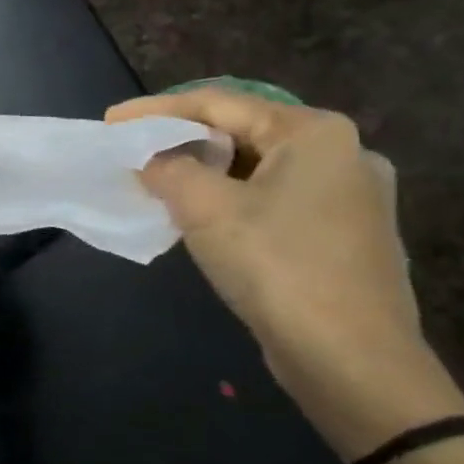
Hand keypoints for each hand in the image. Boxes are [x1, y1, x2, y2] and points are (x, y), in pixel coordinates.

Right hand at [106, 88, 463, 460]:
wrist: (352, 360)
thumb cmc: (277, 267)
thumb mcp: (204, 208)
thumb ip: (167, 169)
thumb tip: (150, 160)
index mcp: (315, 133)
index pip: (218, 104)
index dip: (156, 110)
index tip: (111, 121)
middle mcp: (344, 153)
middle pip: (242, 131)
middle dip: (182, 141)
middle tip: (134, 152)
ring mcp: (352, 197)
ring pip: (258, 167)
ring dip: (206, 172)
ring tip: (160, 183)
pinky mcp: (346, 234)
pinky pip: (276, 198)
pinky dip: (233, 198)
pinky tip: (205, 217)